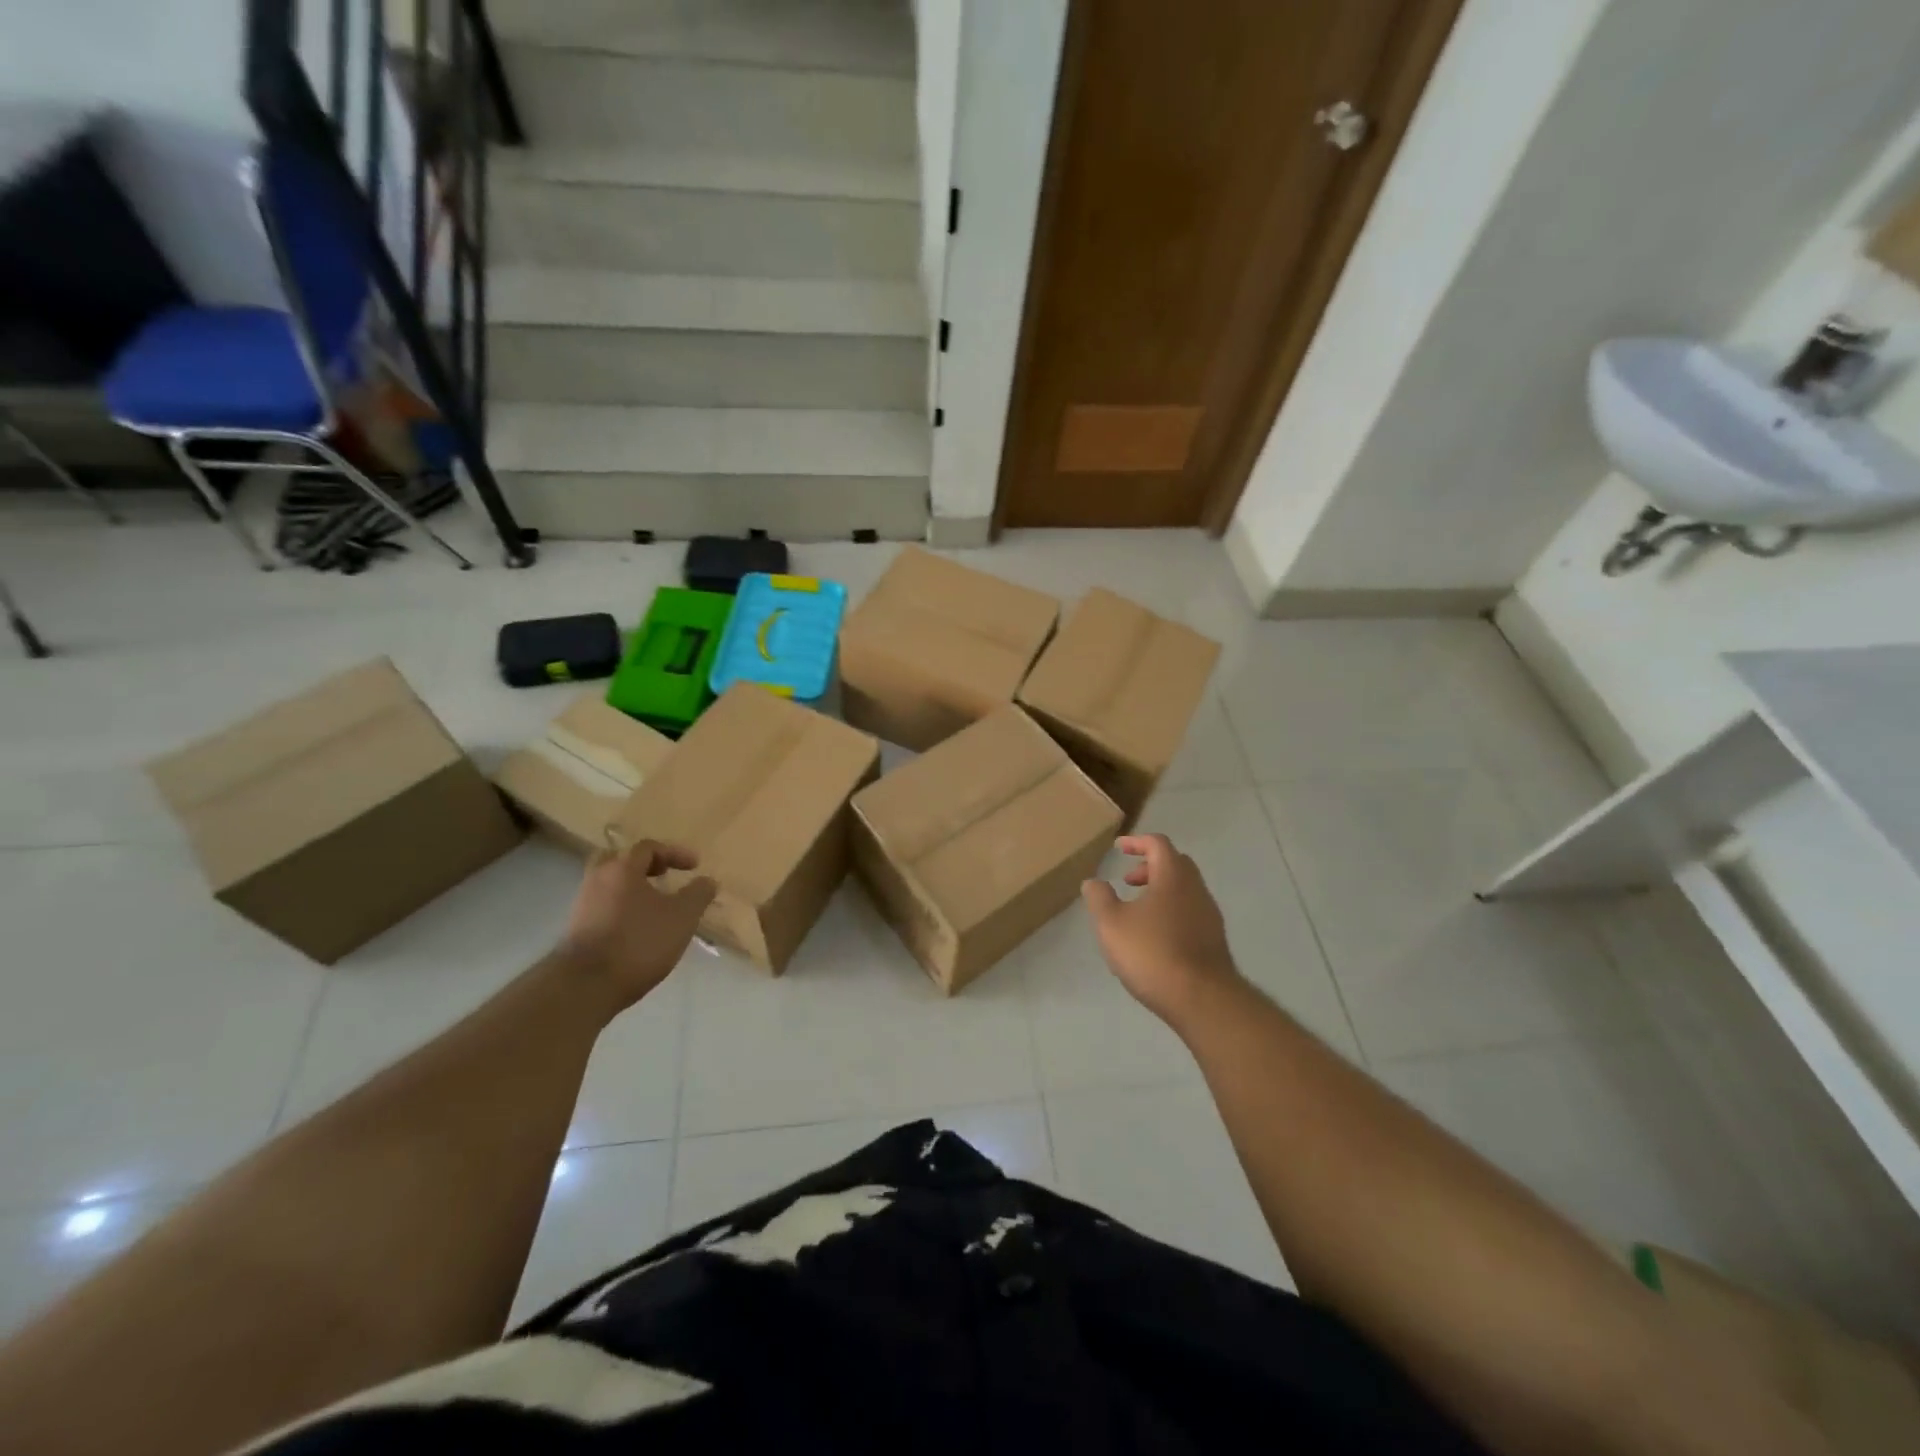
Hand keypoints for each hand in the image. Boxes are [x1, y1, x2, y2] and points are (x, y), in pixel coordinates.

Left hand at [558, 839, 716, 1009]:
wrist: (585, 985)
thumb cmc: (639, 942)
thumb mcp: (682, 917)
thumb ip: (698, 895)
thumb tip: (708, 880)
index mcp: (622, 868)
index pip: (648, 847)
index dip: (674, 853)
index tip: (694, 866)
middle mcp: (597, 879)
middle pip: (618, 860)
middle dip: (643, 865)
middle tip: (662, 875)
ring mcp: (582, 905)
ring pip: (608, 884)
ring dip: (631, 888)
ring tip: (653, 906)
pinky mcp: (576, 930)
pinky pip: (602, 906)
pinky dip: (620, 908)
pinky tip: (635, 928)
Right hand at [1082, 834, 1239, 1024]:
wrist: (1202, 999)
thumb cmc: (1152, 953)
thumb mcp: (1111, 924)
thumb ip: (1099, 898)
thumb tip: (1093, 882)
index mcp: (1173, 877)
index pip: (1158, 844)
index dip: (1137, 842)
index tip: (1118, 848)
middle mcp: (1196, 889)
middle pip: (1175, 864)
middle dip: (1150, 866)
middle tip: (1128, 881)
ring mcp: (1209, 915)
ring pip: (1185, 890)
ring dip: (1161, 891)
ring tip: (1137, 912)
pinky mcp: (1214, 940)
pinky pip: (1190, 912)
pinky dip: (1171, 911)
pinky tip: (1155, 937)